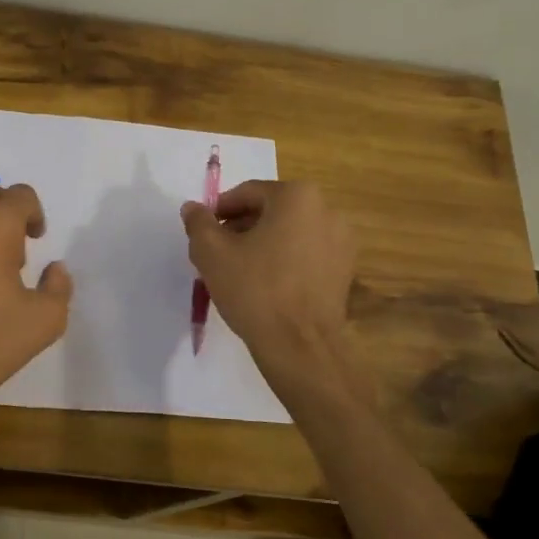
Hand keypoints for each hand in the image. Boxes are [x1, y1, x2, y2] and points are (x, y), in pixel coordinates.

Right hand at [180, 180, 355, 374]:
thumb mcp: (212, 253)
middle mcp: (326, 210)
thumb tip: (192, 208)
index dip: (220, 211)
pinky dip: (285, 260)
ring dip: (263, 243)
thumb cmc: (254, 290)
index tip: (204, 233)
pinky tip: (267, 284)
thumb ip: (198, 223)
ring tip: (240, 270)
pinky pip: (306, 253)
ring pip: (290, 232)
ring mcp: (342, 240)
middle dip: (242, 227)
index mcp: (297, 196)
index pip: (247, 193)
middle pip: (271, 210)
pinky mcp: (345, 269)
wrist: (299, 345)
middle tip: (218, 252)